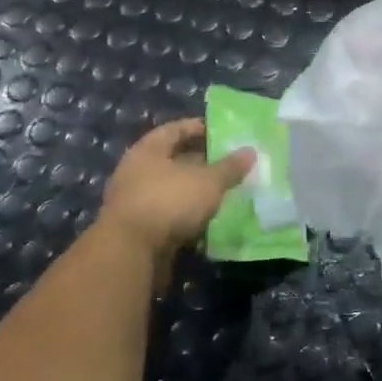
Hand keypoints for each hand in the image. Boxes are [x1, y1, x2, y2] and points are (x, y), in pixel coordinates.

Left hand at [100, 119, 252, 260]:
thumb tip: (250, 151)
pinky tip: (207, 217)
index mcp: (148, 150)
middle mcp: (136, 171)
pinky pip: (168, 212)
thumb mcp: (207, 182)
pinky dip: (186, 212)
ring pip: (171, 187)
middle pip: (172, 159)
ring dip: (193, 189)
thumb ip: (229, 167)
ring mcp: (135, 200)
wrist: (130, 252)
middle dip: (199, 160)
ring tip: (221, 190)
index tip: (221, 133)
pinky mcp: (139, 227)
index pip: (174, 130)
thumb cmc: (168, 202)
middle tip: (227, 162)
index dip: (198, 128)